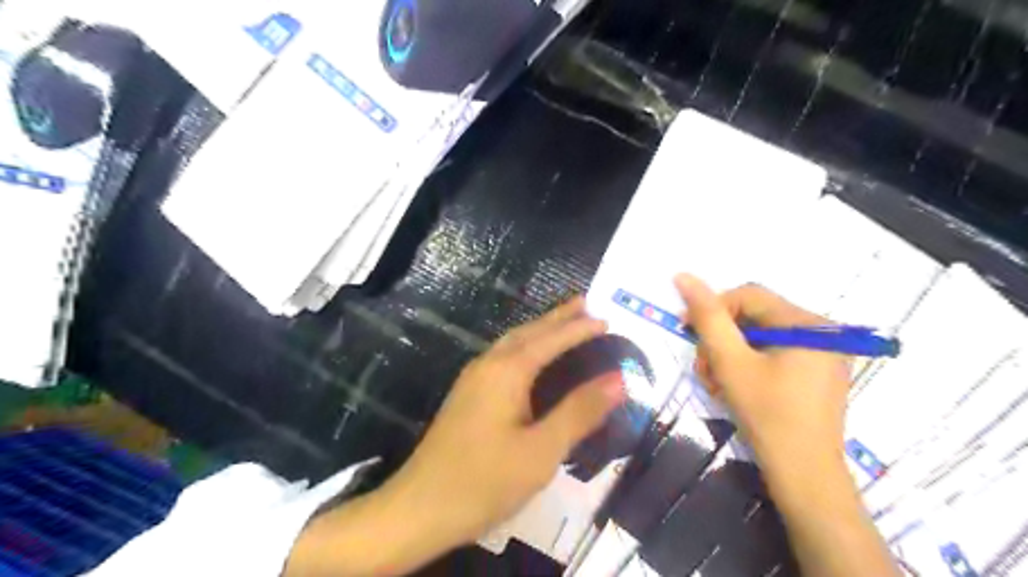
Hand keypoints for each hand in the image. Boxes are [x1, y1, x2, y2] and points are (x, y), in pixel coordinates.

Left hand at [285, 297, 626, 576]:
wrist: (418, 509)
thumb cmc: (484, 482)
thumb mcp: (541, 451)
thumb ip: (579, 412)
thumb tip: (618, 379)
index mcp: (507, 371)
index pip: (552, 339)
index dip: (581, 328)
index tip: (608, 319)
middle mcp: (488, 364)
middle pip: (529, 331)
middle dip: (558, 317)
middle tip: (587, 306)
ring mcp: (473, 379)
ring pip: (512, 342)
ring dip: (540, 330)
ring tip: (565, 325)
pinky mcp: (466, 395)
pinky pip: (503, 356)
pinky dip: (526, 347)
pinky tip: (531, 360)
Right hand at [677, 275, 852, 476]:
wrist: (804, 476)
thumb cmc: (767, 415)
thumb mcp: (731, 362)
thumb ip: (708, 317)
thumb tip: (683, 276)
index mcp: (809, 324)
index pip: (749, 296)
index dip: (713, 309)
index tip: (687, 332)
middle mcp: (822, 332)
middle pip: (753, 317)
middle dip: (720, 341)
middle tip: (703, 369)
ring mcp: (822, 354)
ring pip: (758, 337)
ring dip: (728, 356)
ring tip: (715, 384)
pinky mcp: (815, 373)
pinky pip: (772, 354)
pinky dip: (746, 366)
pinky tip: (734, 388)